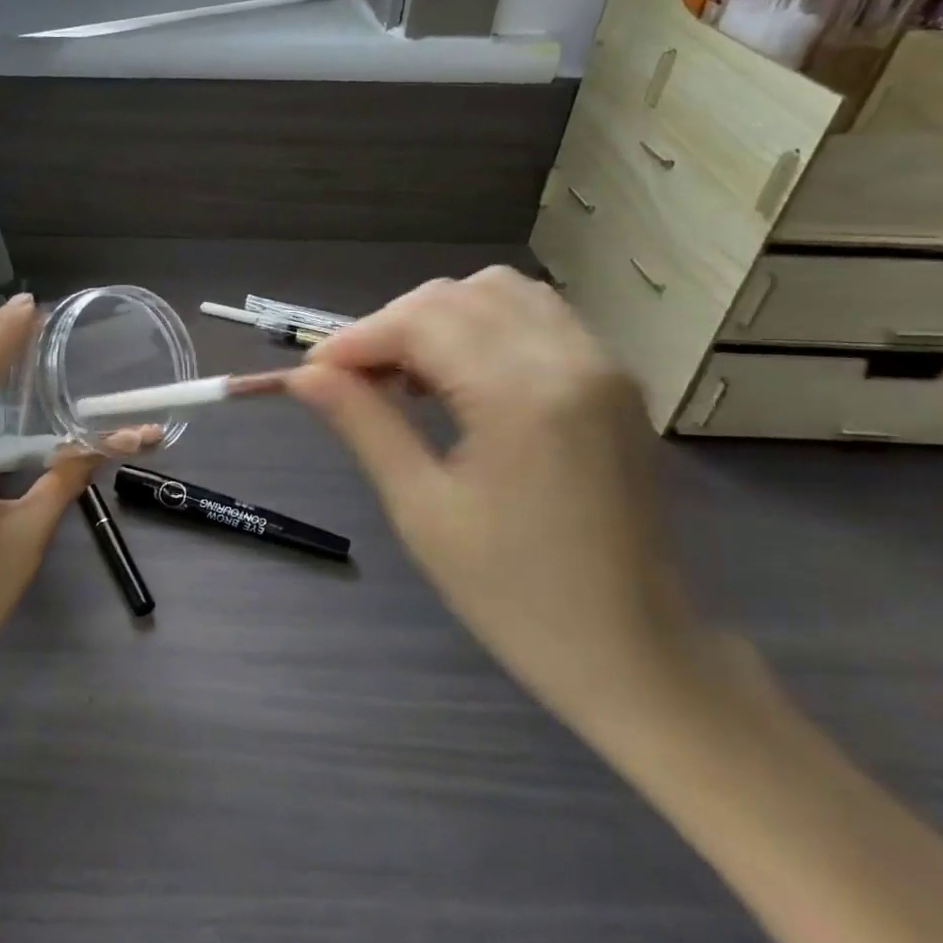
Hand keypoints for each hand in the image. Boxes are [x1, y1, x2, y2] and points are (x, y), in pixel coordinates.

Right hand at [284, 268, 703, 729]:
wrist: (637, 652)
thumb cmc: (516, 595)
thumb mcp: (422, 509)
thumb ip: (364, 424)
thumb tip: (306, 374)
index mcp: (522, 396)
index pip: (419, 322)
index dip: (355, 338)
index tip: (312, 372)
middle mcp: (570, 358)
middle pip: (454, 296)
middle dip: (391, 325)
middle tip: (354, 379)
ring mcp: (602, 363)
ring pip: (498, 290)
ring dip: (438, 317)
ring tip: (407, 374)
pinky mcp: (614, 378)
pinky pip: (537, 313)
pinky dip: (483, 324)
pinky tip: (462, 375)